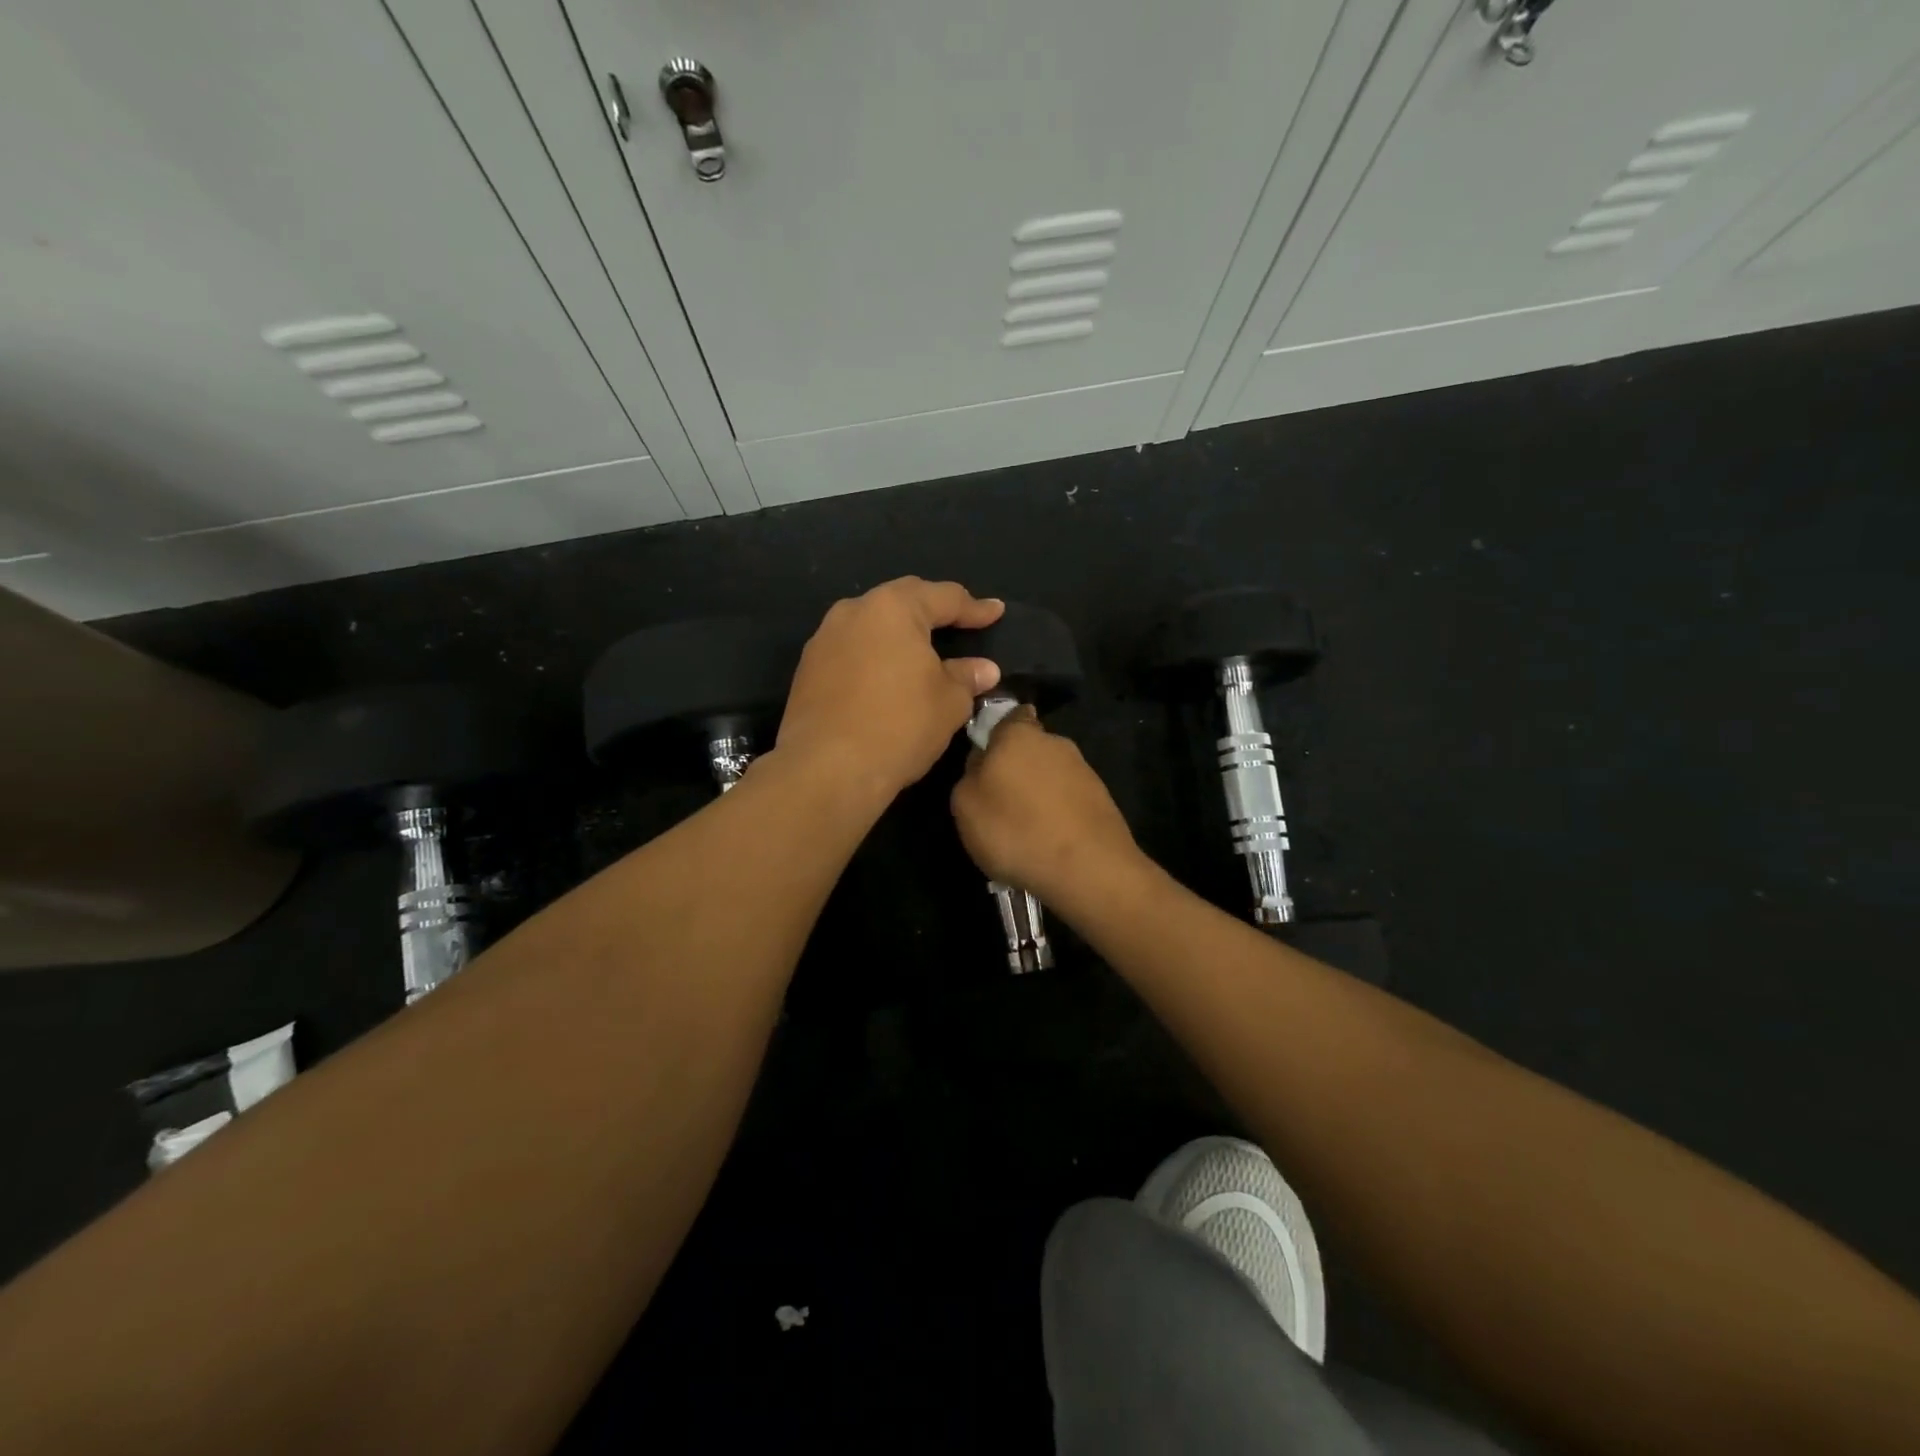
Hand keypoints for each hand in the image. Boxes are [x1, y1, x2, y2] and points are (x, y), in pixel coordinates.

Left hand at [777, 577, 1002, 801]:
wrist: (826, 769)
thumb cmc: (899, 726)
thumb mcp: (949, 703)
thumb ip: (967, 678)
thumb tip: (983, 669)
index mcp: (893, 608)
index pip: (944, 597)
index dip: (974, 607)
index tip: (996, 612)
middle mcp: (853, 612)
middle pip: (902, 601)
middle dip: (932, 611)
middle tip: (960, 622)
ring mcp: (824, 640)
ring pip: (872, 626)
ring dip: (899, 635)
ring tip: (922, 651)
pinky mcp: (807, 670)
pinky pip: (851, 652)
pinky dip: (874, 658)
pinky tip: (887, 678)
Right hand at [949, 709, 1144, 909]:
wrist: (1087, 867)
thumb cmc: (1015, 829)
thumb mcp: (965, 805)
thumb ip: (970, 775)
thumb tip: (982, 764)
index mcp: (1018, 734)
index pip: (1010, 716)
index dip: (998, 733)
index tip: (989, 757)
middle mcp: (1056, 743)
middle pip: (1030, 748)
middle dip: (1018, 768)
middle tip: (1001, 802)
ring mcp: (1084, 771)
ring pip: (1051, 776)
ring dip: (1039, 795)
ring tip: (1025, 831)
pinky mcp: (1103, 800)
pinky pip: (1069, 801)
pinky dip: (1058, 816)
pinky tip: (1049, 842)